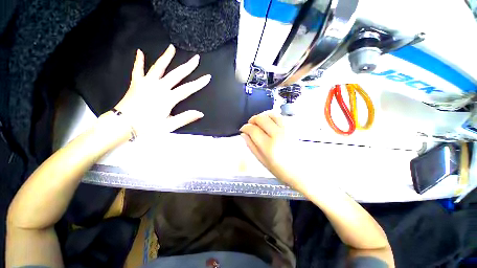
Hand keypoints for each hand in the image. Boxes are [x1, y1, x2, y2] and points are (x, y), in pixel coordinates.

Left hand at [113, 45, 210, 136]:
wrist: (122, 125)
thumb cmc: (147, 127)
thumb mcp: (169, 125)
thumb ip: (185, 118)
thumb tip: (200, 114)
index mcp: (168, 98)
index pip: (188, 89)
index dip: (199, 83)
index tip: (207, 77)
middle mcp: (159, 87)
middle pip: (176, 74)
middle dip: (188, 66)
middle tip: (196, 58)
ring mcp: (146, 83)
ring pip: (158, 67)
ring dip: (166, 57)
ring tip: (171, 48)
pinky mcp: (136, 83)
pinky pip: (138, 70)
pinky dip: (139, 61)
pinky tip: (140, 52)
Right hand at [240, 111, 302, 187]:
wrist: (303, 172)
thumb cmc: (281, 170)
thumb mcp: (262, 161)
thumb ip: (251, 146)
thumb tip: (243, 135)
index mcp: (268, 146)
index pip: (253, 130)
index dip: (245, 127)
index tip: (243, 129)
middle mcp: (277, 135)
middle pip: (261, 118)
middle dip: (252, 119)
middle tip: (250, 125)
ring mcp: (287, 130)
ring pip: (271, 114)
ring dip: (262, 116)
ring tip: (259, 122)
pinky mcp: (293, 128)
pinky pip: (280, 117)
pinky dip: (271, 116)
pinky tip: (269, 122)